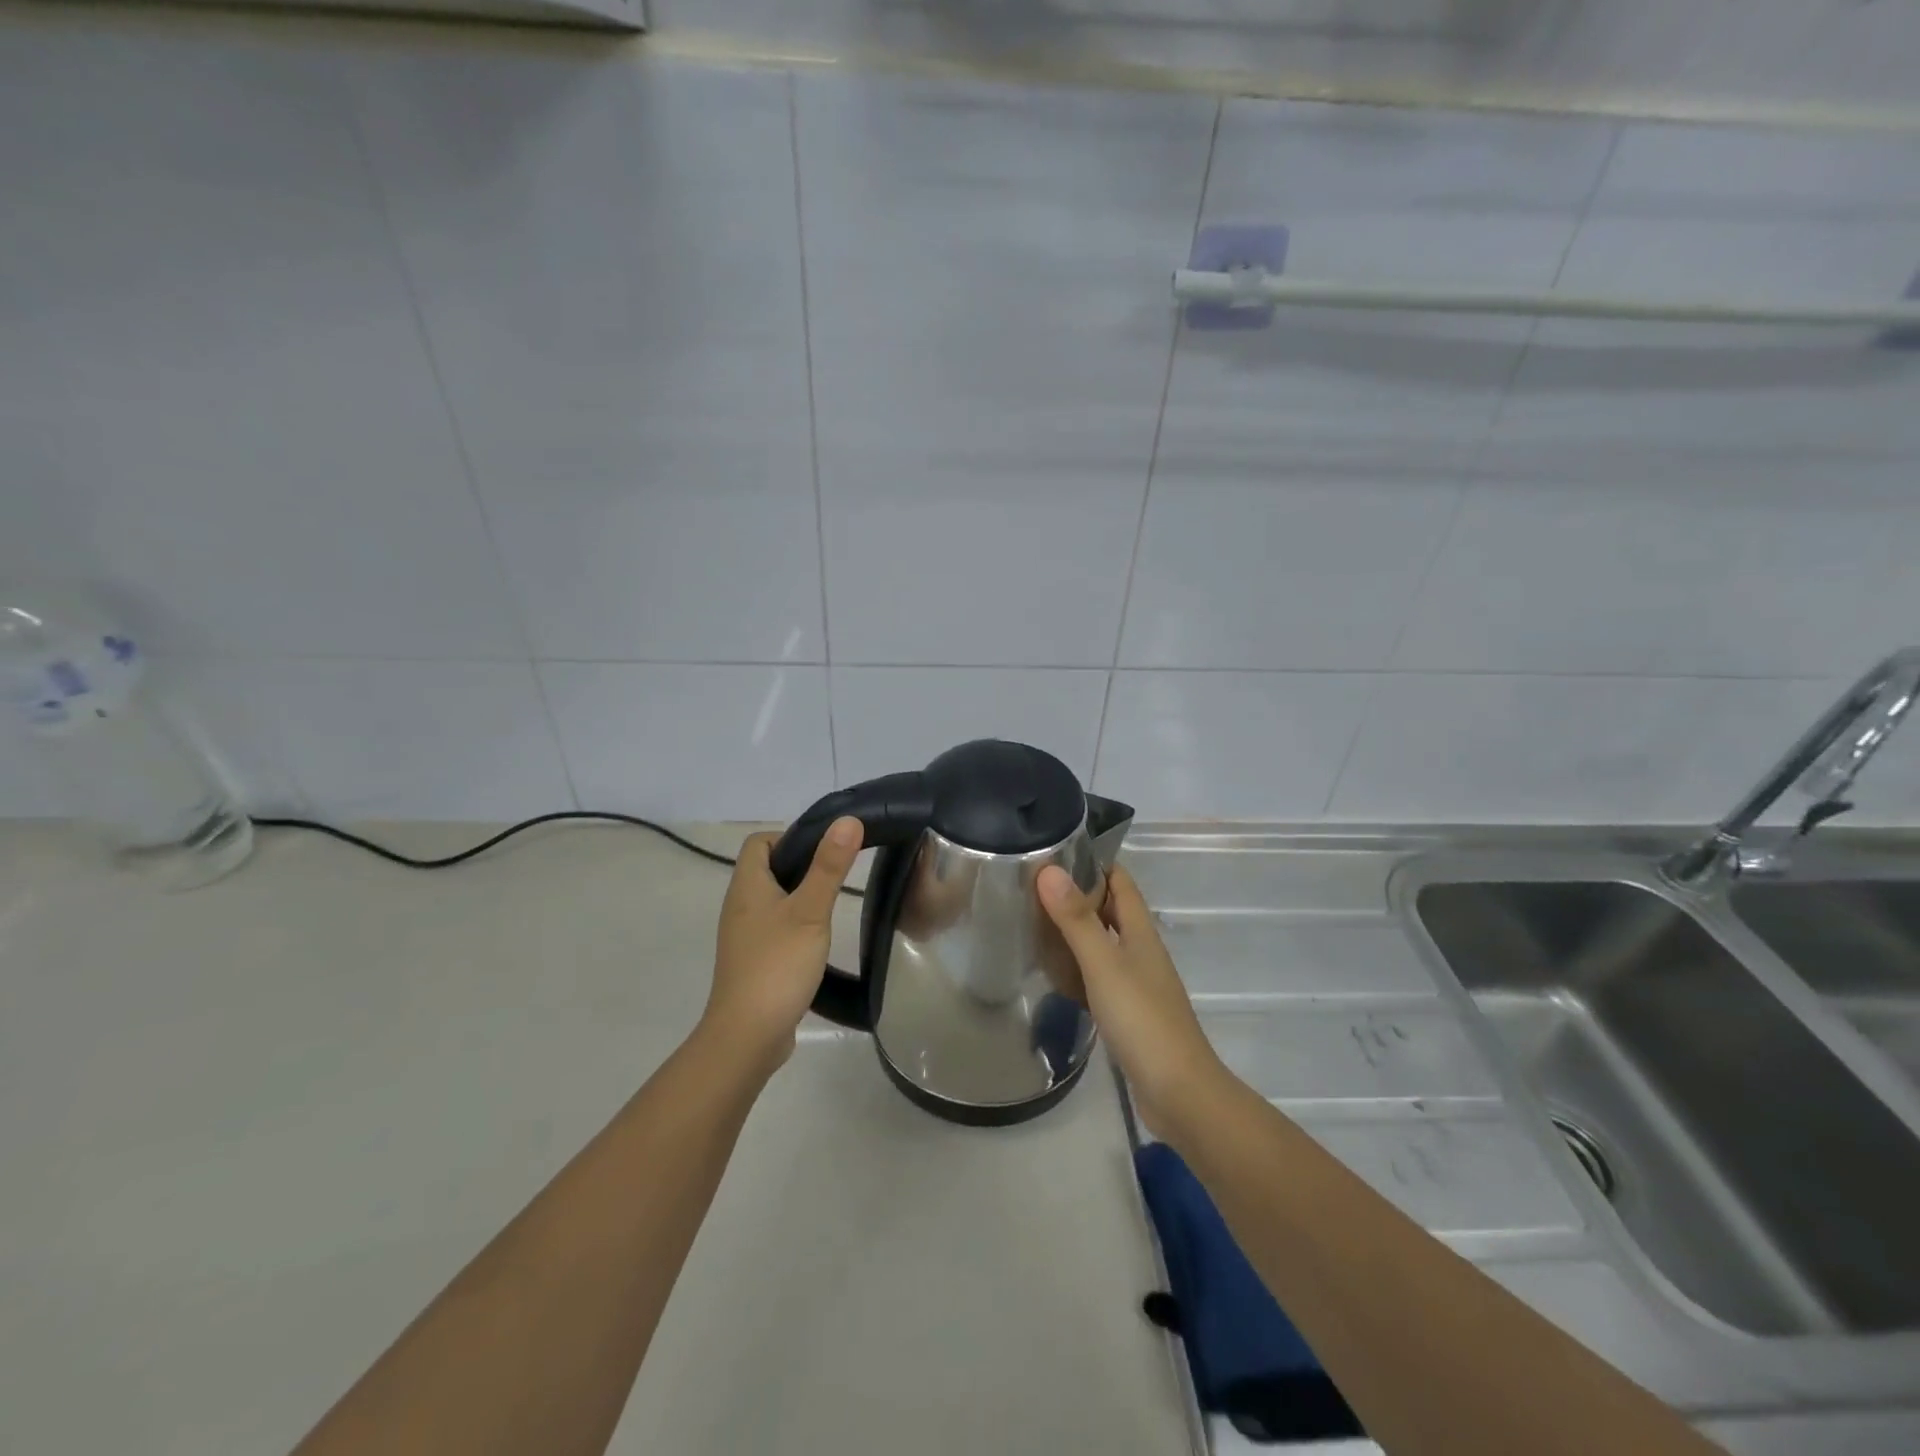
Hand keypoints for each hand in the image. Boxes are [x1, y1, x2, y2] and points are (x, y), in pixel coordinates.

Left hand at [702, 817, 862, 1074]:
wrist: (747, 1036)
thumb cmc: (777, 965)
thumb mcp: (810, 911)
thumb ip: (829, 867)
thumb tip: (848, 820)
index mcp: (747, 886)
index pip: (759, 842)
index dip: (789, 836)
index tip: (824, 850)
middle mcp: (739, 906)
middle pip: (767, 869)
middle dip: (801, 865)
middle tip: (837, 875)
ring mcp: (744, 936)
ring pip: (773, 900)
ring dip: (800, 896)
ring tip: (831, 906)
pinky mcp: (753, 961)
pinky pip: (774, 928)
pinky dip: (795, 925)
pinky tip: (817, 940)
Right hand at [1037, 863, 1227, 1133]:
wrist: (1178, 1092)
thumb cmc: (1142, 1020)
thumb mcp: (1104, 964)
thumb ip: (1077, 919)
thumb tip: (1049, 869)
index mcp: (1140, 932)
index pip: (1120, 881)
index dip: (1093, 862)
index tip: (1054, 850)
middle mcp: (1140, 951)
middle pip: (1109, 910)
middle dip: (1077, 894)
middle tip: (1031, 886)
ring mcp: (1135, 983)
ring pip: (1101, 944)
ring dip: (1073, 931)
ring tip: (1031, 922)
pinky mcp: (1127, 1012)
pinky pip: (1097, 977)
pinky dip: (1075, 968)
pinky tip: (1052, 973)